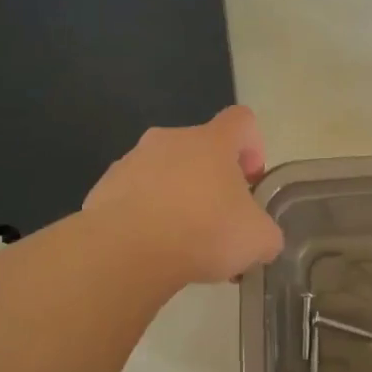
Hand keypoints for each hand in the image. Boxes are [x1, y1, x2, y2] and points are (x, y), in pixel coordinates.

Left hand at [83, 106, 284, 285]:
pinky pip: (135, 196)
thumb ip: (267, 233)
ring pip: (165, 173)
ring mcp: (132, 161)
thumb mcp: (258, 239)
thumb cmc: (203, 232)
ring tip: (183, 243)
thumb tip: (263, 239)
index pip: (241, 120)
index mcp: (212, 141)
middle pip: (200, 149)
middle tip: (219, 221)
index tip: (251, 180)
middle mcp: (170, 140)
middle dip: (213, 181)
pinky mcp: (104, 188)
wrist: (126, 251)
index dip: (253, 145)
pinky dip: (147, 216)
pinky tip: (152, 249)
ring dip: (178, 198)